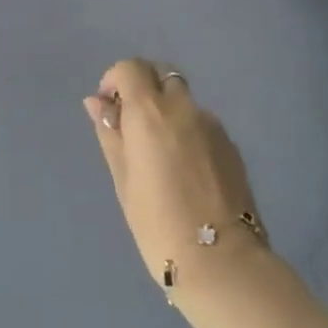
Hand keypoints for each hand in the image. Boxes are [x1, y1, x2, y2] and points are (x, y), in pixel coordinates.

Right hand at [83, 59, 267, 303]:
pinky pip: (201, 124)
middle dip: (143, 89)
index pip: (131, 68)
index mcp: (150, 111)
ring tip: (160, 156)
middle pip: (161, 76)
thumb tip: (97, 102)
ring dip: (167, 112)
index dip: (115, 79)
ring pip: (183, 101)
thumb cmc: (158, 223)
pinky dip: (187, 132)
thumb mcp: (124, 179)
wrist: (221, 260)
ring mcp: (212, 124)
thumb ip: (111, 134)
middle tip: (132, 127)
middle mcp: (183, 107)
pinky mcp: (231, 145)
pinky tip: (185, 171)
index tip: (109, 108)